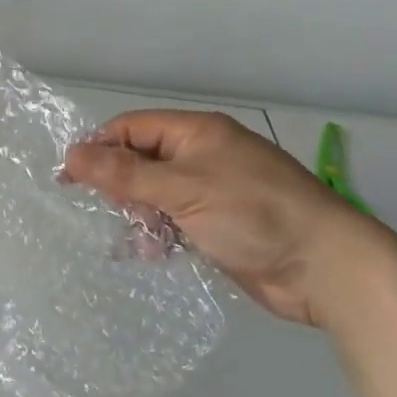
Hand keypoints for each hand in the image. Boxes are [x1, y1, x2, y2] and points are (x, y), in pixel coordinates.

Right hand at [62, 111, 394, 327]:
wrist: (326, 268)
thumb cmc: (252, 213)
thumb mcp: (183, 188)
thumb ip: (125, 174)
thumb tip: (71, 154)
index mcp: (196, 132)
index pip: (132, 128)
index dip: (99, 148)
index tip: (70, 177)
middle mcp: (202, 156)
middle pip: (142, 160)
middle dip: (121, 185)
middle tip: (112, 210)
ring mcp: (213, 191)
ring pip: (156, 193)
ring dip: (140, 213)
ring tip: (137, 238)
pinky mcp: (220, 225)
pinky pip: (175, 220)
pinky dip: (161, 233)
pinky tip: (154, 252)